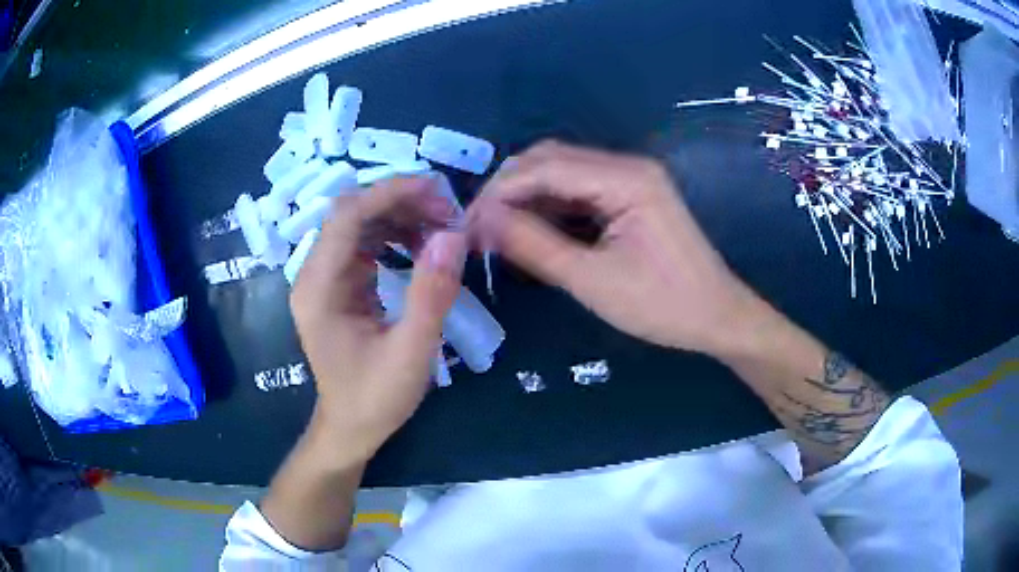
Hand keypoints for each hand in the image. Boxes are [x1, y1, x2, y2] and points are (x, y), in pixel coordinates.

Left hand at [290, 177, 466, 465]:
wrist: (351, 428)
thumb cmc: (375, 398)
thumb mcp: (411, 352)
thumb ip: (431, 294)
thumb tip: (453, 235)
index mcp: (318, 289)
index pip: (347, 217)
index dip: (390, 193)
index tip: (437, 190)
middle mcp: (313, 276)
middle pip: (351, 214)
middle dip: (400, 202)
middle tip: (448, 212)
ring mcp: (323, 279)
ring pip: (359, 224)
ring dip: (400, 217)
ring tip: (442, 227)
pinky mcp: (338, 286)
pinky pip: (364, 244)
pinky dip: (395, 236)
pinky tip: (422, 245)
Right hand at [468, 141, 758, 355]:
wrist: (718, 318)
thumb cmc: (662, 305)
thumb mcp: (592, 280)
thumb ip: (533, 245)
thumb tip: (479, 221)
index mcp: (626, 178)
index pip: (545, 168)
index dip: (499, 192)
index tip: (465, 224)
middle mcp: (628, 166)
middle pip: (551, 160)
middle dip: (509, 190)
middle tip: (477, 227)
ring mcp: (631, 180)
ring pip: (562, 174)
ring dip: (526, 198)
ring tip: (495, 231)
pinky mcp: (631, 197)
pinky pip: (579, 191)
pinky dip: (550, 208)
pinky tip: (530, 230)